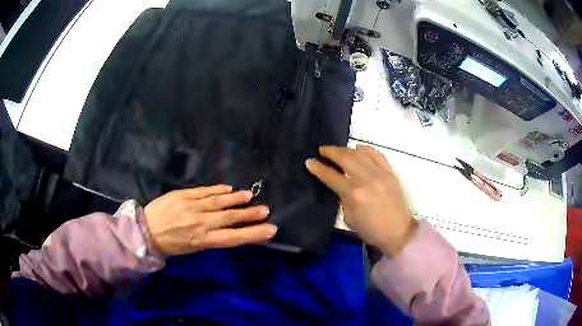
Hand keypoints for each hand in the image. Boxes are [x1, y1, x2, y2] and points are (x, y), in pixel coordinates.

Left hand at [144, 185, 277, 255]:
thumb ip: (211, 237)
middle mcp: (199, 223)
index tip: (270, 230)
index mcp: (202, 241)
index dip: (253, 234)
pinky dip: (217, 189)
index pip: (233, 238)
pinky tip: (227, 188)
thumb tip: (228, 228)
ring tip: (250, 195)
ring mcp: (190, 207)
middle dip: (249, 214)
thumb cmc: (170, 244)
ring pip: (218, 202)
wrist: (145, 231)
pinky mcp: (182, 195)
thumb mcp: (192, 248)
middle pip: (229, 218)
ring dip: (235, 199)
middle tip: (265, 210)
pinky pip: (203, 191)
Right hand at [306, 145, 415, 257]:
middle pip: (345, 158)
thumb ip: (342, 199)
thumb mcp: (349, 218)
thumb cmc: (371, 230)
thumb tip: (339, 186)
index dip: (318, 168)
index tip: (309, 161)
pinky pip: (377, 155)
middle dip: (331, 152)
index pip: (331, 176)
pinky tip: (359, 148)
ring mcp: (380, 173)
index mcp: (353, 194)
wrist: (398, 231)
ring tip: (338, 150)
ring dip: (346, 149)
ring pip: (360, 154)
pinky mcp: (390, 173)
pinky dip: (366, 149)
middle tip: (322, 150)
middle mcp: (366, 179)